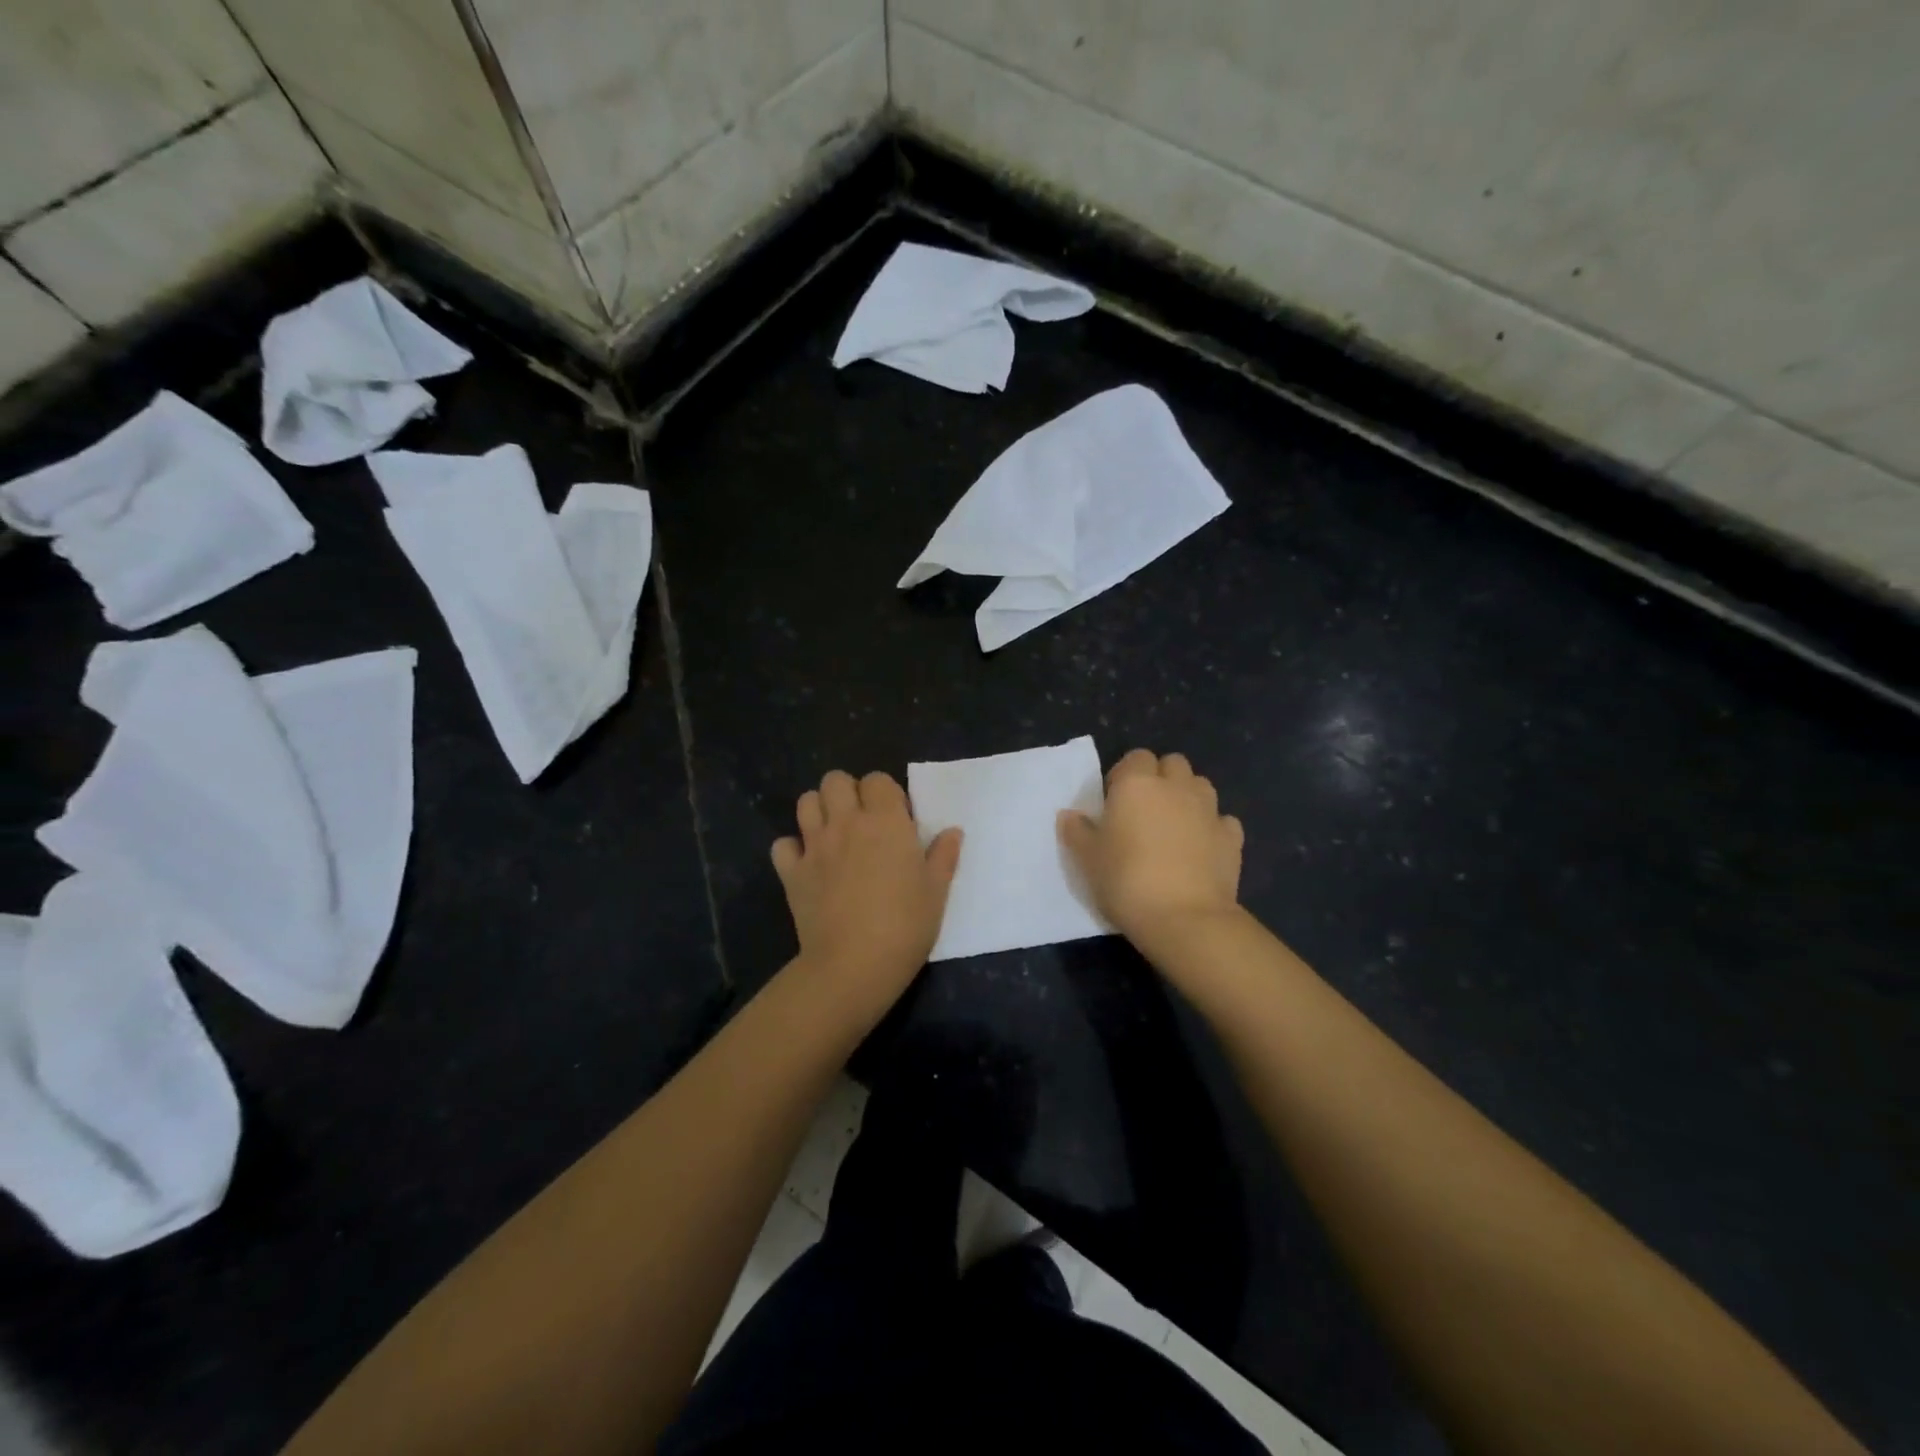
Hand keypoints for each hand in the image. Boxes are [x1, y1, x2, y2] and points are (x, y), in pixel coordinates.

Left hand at [772, 769, 962, 1008]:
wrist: (854, 965)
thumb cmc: (905, 925)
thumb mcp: (937, 891)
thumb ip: (944, 856)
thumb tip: (952, 832)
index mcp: (885, 821)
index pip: (877, 780)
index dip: (886, 793)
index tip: (896, 818)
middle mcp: (846, 823)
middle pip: (835, 780)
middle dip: (847, 792)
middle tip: (862, 820)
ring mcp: (815, 846)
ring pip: (806, 802)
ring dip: (819, 810)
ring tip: (834, 834)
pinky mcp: (791, 872)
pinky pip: (783, 845)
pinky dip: (793, 849)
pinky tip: (807, 864)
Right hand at [1059, 749, 1243, 943]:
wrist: (1184, 919)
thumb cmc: (1125, 881)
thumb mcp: (1088, 859)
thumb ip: (1077, 831)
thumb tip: (1069, 815)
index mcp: (1136, 784)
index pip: (1136, 757)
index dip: (1126, 775)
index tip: (1116, 802)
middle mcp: (1176, 787)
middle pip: (1173, 763)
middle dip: (1161, 778)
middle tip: (1145, 810)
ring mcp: (1209, 810)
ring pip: (1201, 785)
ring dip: (1188, 797)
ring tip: (1175, 826)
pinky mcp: (1232, 838)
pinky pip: (1222, 820)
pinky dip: (1213, 827)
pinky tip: (1202, 848)